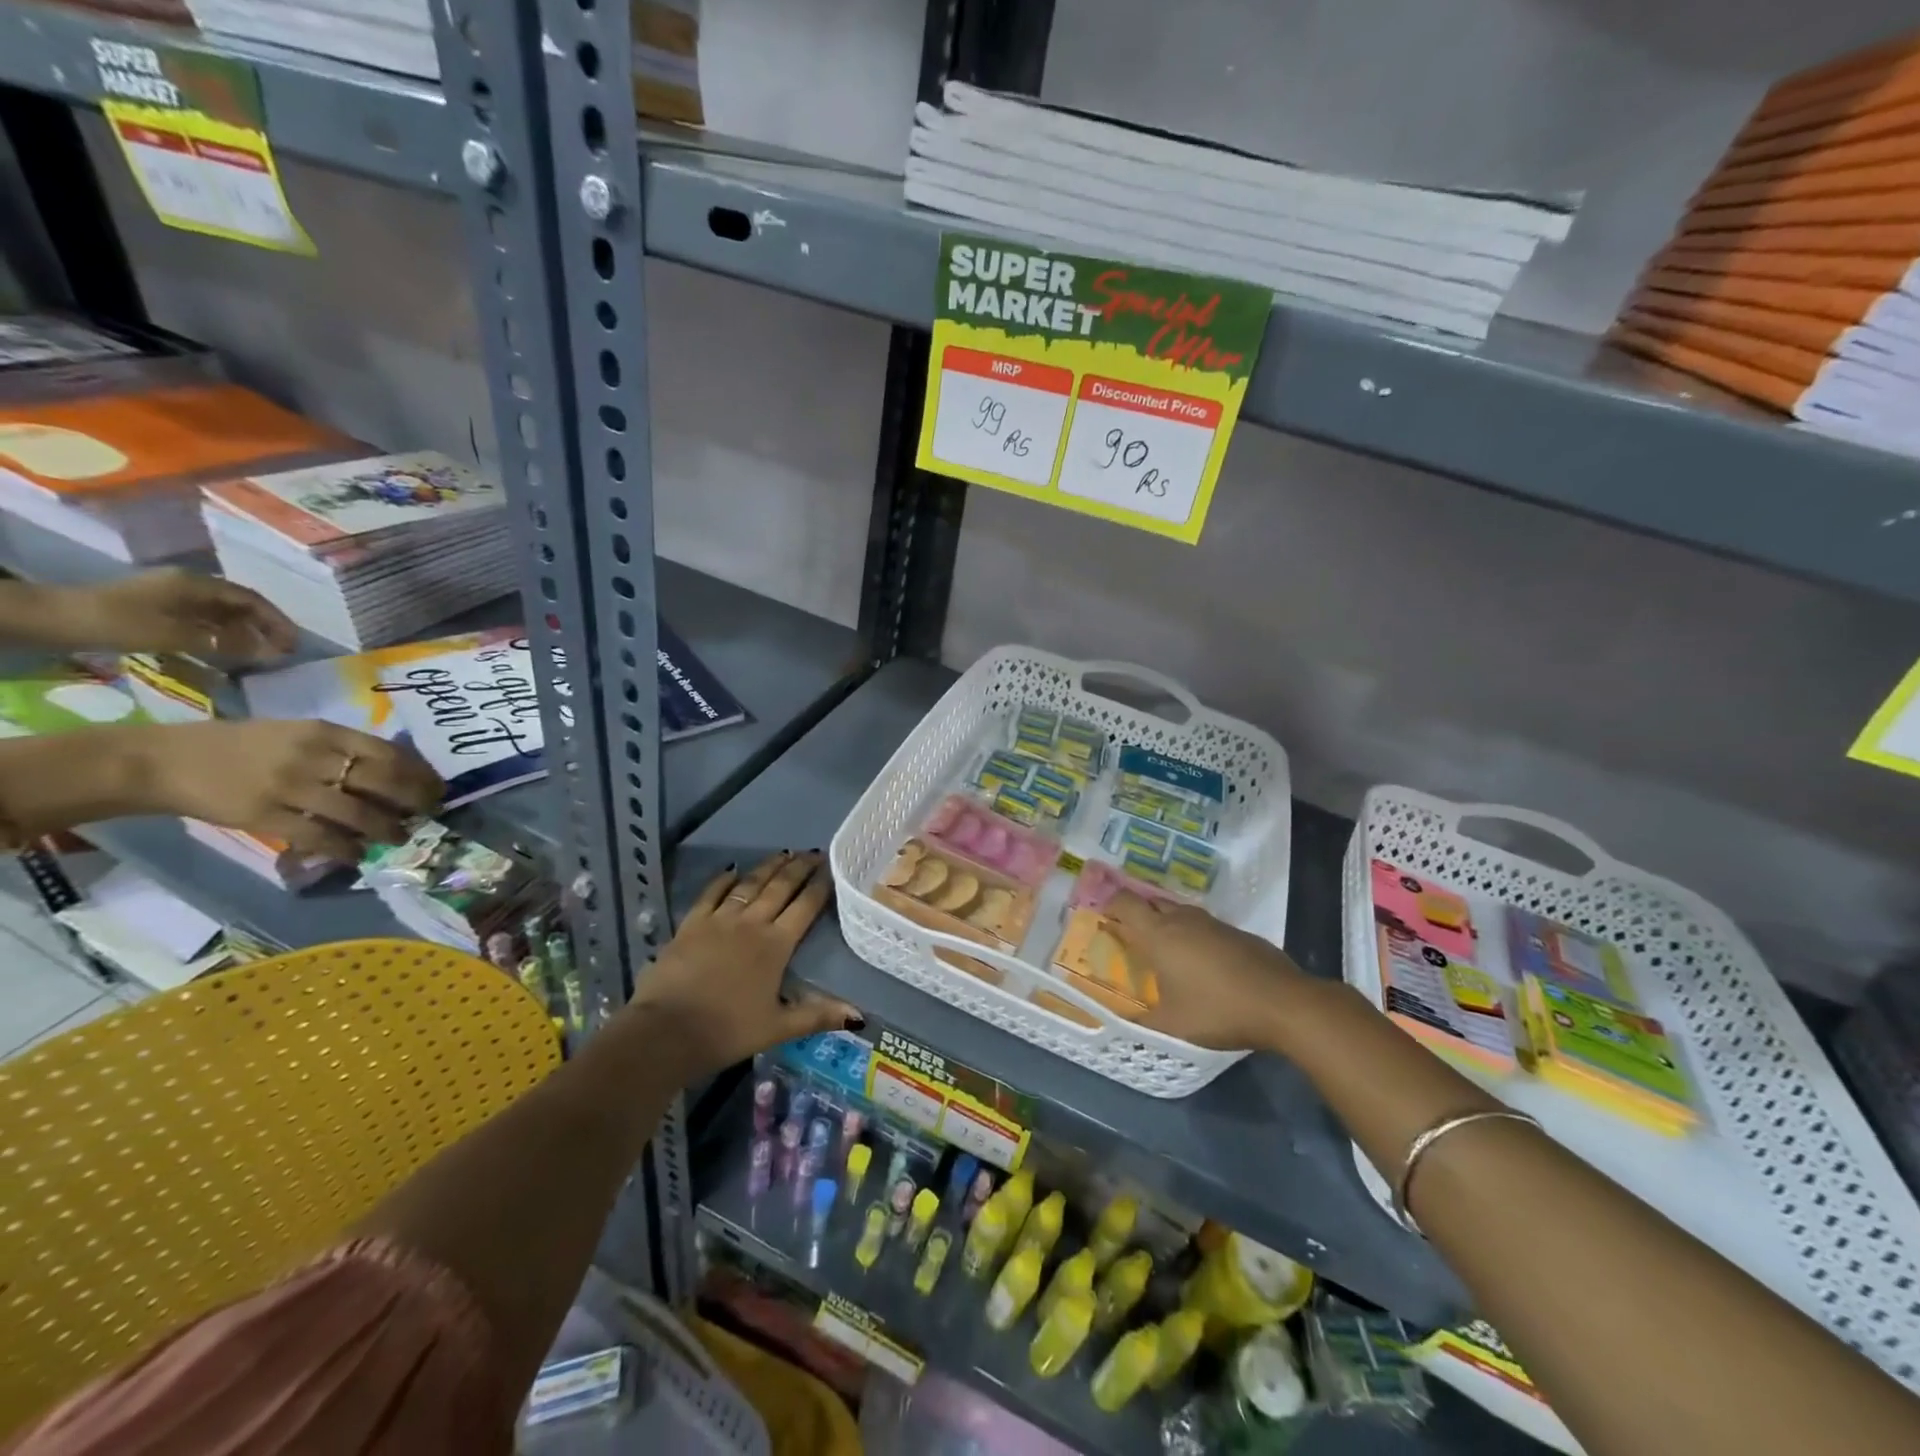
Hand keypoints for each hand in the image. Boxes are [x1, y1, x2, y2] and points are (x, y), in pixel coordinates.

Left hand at [52, 568, 297, 661]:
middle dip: (264, 627)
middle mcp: (189, 586)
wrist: (52, 619)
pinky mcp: (160, 611)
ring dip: (244, 634)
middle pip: (239, 606)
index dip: (277, 621)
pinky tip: (228, 653)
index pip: (251, 600)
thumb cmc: (116, 622)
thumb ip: (224, 644)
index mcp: (196, 584)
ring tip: (261, 656)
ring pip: (222, 615)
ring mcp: (173, 598)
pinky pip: (204, 622)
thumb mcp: (173, 635)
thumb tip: (269, 652)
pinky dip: (222, 637)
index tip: (295, 643)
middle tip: (283, 651)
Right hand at [146, 720, 442, 860]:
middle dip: (413, 800)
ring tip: (400, 837)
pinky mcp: (264, 816)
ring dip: (386, 828)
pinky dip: (345, 848)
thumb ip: (341, 748)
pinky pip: (318, 836)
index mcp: (324, 732)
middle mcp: (312, 757)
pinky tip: (359, 855)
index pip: (388, 753)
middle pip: (382, 781)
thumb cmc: (240, 745)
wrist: (163, 761)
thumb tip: (392, 770)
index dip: (418, 773)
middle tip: (429, 813)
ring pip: (357, 812)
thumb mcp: (297, 733)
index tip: (437, 787)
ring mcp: (289, 787)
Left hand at [628, 852, 858, 1077]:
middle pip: (780, 887)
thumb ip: (817, 1016)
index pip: (805, 907)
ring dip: (769, 867)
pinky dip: (723, 879)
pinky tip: (733, 869)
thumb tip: (859, 1016)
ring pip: (750, 884)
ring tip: (784, 853)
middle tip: (814, 852)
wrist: (665, 1032)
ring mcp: (719, 920)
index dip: (820, 885)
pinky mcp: (691, 925)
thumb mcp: (777, 1028)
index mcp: (776, 945)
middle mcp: (751, 923)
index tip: (832, 867)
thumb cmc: (727, 1032)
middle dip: (799, 867)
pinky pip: (711, 894)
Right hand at [1105, 892, 1307, 1050]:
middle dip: (1137, 914)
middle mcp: (1182, 920)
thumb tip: (1121, 1025)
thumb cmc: (1218, 1011)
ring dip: (1166, 924)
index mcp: (1159, 934)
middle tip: (1130, 938)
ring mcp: (1213, 923)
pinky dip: (1193, 935)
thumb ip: (1142, 1024)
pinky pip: (1203, 926)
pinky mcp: (1237, 933)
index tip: (1103, 920)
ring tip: (1163, 951)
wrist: (1284, 1003)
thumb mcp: (1172, 1027)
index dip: (1110, 906)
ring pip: (1179, 912)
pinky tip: (1201, 962)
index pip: (1125, 903)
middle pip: (1151, 903)